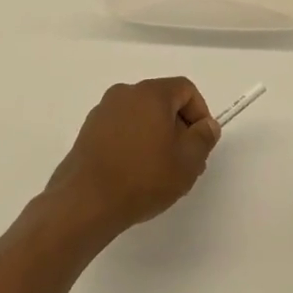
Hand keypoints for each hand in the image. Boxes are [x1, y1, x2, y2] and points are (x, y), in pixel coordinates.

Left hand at [45, 77, 220, 241]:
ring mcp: (103, 112)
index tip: (201, 144)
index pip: (185, 89)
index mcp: (151, 93)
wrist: (85, 202)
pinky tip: (135, 175)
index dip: (200, 114)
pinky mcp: (88, 132)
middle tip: (185, 163)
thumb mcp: (187, 161)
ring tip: (160, 174)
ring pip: (141, 117)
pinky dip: (134, 145)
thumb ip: (204, 138)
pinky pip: (121, 130)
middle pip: (163, 102)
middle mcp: (125, 93)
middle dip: (179, 129)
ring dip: (156, 138)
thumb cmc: (143, 177)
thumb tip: (207, 125)